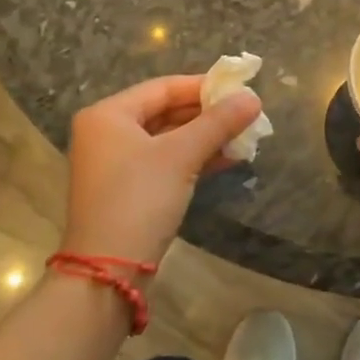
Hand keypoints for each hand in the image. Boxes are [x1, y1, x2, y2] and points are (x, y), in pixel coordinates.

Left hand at [61, 75, 261, 267]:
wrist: (108, 273)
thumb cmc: (139, 199)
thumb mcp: (181, 156)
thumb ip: (218, 123)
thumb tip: (253, 98)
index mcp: (108, 114)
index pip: (163, 87)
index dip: (203, 86)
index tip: (239, 88)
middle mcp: (106, 133)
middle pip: (165, 111)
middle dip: (207, 114)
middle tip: (245, 113)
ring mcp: (114, 164)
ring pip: (167, 139)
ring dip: (204, 137)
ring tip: (243, 135)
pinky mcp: (126, 190)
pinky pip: (164, 162)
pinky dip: (193, 158)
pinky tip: (228, 159)